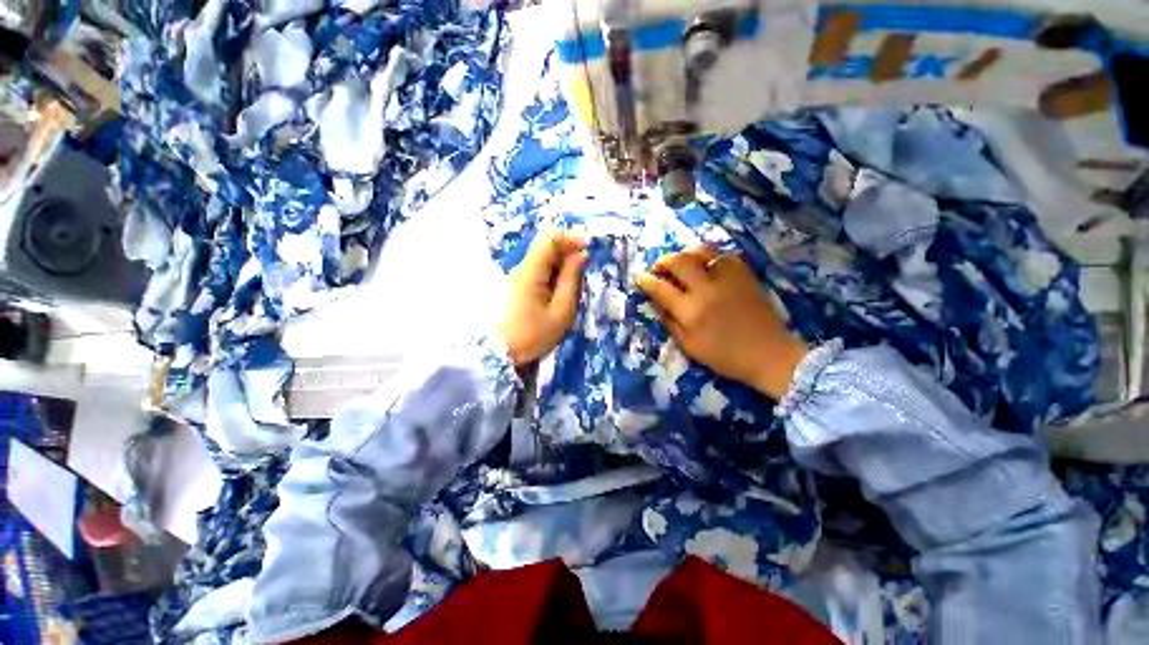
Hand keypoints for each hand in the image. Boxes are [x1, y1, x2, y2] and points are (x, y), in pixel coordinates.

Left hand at [497, 231, 587, 367]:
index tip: (586, 248)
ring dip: (559, 265)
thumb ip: (571, 281)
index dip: (570, 238)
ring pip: (540, 259)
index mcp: (531, 272)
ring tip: (571, 286)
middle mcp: (520, 268)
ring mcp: (514, 276)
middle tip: (582, 272)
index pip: (549, 239)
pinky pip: (535, 270)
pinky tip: (556, 292)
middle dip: (566, 252)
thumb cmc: (532, 336)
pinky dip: (550, 274)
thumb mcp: (560, 313)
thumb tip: (580, 256)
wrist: (498, 355)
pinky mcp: (513, 285)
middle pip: (544, 247)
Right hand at [635, 247, 808, 399]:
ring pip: (701, 252)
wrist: (769, 354)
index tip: (638, 277)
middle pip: (679, 263)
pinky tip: (706, 262)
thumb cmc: (726, 357)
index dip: (646, 281)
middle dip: (663, 261)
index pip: (661, 289)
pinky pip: (724, 255)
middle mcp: (706, 290)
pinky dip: (710, 255)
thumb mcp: (691, 348)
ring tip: (680, 260)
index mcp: (691, 311)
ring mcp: (728, 279)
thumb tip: (657, 306)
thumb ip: (671, 324)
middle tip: (658, 266)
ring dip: (685, 253)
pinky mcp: (744, 275)